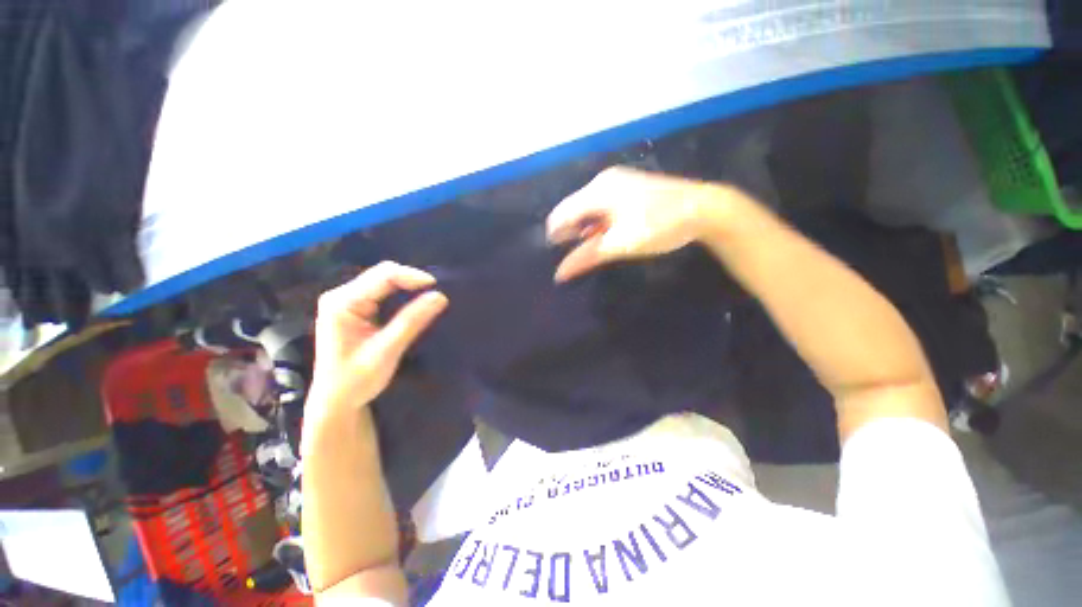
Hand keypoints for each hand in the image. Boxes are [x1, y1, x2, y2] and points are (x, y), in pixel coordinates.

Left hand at [308, 262, 447, 420]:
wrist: (336, 403)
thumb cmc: (355, 380)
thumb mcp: (386, 350)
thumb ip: (411, 321)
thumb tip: (440, 296)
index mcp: (342, 302)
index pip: (383, 276)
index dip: (412, 276)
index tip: (437, 287)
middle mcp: (342, 296)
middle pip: (383, 275)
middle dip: (411, 280)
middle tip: (436, 292)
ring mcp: (347, 302)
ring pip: (384, 282)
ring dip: (408, 286)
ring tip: (430, 295)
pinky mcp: (355, 310)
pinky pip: (383, 293)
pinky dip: (402, 294)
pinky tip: (415, 301)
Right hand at [546, 167, 726, 281]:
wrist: (704, 208)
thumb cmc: (659, 225)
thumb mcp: (620, 244)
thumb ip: (587, 257)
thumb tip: (560, 274)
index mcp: (598, 190)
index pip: (562, 213)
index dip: (555, 235)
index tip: (556, 255)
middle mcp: (603, 181)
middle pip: (573, 209)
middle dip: (570, 232)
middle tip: (576, 254)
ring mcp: (617, 182)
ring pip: (588, 207)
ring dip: (584, 228)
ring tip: (590, 248)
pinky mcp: (628, 188)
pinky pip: (602, 205)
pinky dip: (598, 222)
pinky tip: (604, 235)